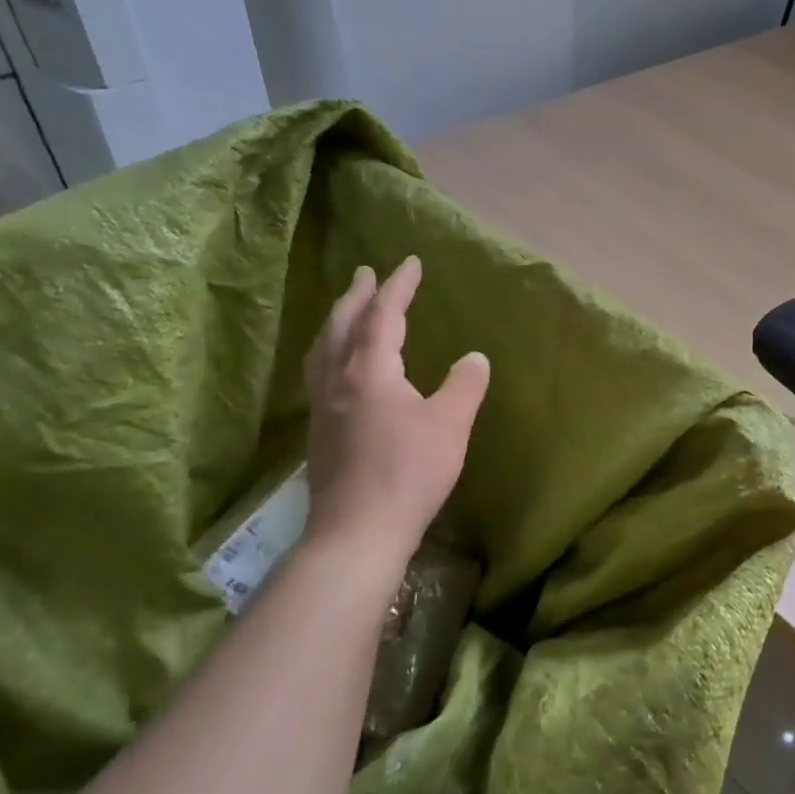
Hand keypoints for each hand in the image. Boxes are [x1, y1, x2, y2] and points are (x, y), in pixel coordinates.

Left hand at [300, 257, 489, 601]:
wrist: (358, 531)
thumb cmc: (408, 472)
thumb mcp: (450, 424)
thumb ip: (464, 385)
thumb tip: (475, 357)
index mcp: (370, 370)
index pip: (383, 315)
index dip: (398, 286)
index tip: (409, 262)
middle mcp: (338, 381)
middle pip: (342, 326)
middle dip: (357, 296)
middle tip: (366, 273)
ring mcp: (323, 408)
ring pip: (323, 350)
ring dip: (336, 322)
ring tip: (346, 311)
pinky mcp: (319, 434)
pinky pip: (320, 373)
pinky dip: (330, 352)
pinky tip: (339, 369)